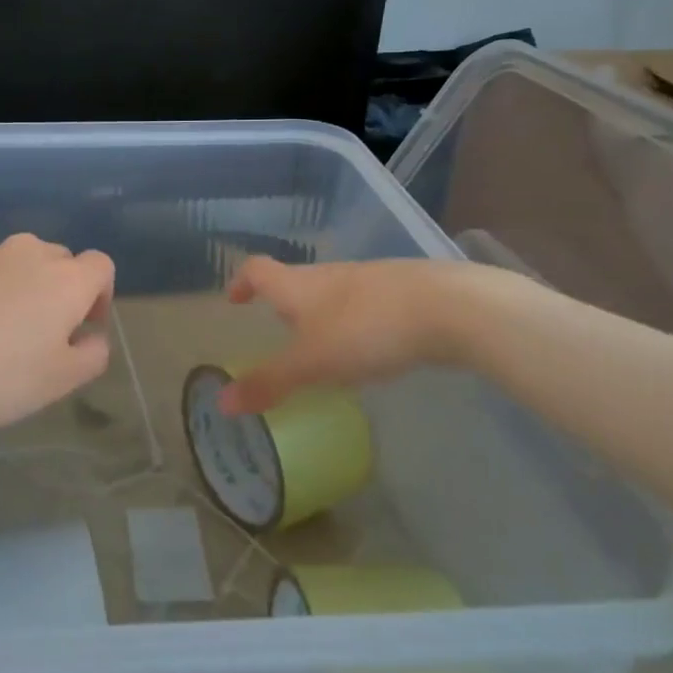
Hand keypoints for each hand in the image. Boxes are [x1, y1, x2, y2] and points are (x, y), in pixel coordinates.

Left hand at [0, 234, 114, 431]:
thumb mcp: (57, 383)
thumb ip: (90, 357)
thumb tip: (93, 337)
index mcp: (64, 279)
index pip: (101, 266)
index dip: (100, 296)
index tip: (82, 328)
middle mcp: (24, 253)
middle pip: (55, 260)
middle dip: (55, 290)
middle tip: (37, 334)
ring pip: (8, 265)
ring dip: (10, 290)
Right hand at [218, 257, 482, 415]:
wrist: (451, 308)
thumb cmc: (366, 330)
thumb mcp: (312, 363)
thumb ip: (269, 382)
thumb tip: (221, 403)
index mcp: (299, 285)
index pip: (258, 270)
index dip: (242, 281)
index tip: (235, 299)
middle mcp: (330, 275)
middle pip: (297, 280)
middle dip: (284, 303)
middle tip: (280, 332)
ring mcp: (370, 279)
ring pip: (334, 293)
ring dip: (321, 313)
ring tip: (325, 346)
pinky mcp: (404, 292)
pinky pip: (367, 304)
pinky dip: (356, 322)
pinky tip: (372, 348)